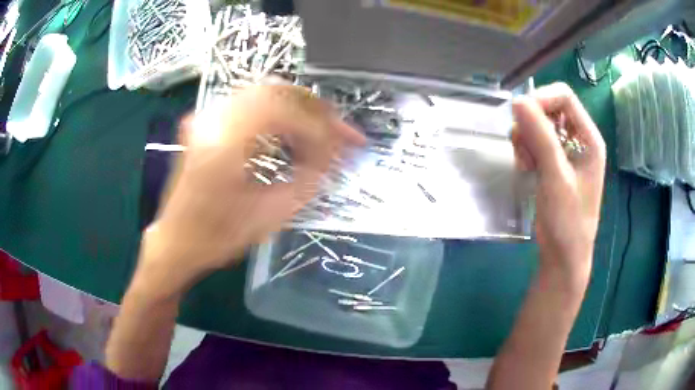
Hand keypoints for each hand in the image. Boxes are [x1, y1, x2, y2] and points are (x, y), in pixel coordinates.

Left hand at [137, 85, 364, 296]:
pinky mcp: (206, 122)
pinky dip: (277, 112)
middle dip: (314, 108)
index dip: (321, 128)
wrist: (175, 241)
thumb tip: (335, 158)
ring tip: (321, 131)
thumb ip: (306, 182)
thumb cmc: (216, 238)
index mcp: (224, 143)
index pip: (285, 112)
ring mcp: (207, 117)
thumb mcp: (267, 217)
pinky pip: (250, 103)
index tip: (343, 147)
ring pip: (263, 92)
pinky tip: (292, 133)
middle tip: (340, 130)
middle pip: (276, 90)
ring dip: (297, 108)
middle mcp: (213, 119)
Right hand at [511, 83, 605, 288]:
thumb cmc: (567, 221)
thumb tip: (518, 101)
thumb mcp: (556, 177)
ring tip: (526, 165)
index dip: (541, 99)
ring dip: (526, 138)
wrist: (563, 255)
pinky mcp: (554, 162)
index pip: (564, 97)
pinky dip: (525, 149)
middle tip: (523, 149)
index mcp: (588, 138)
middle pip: (549, 108)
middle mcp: (578, 139)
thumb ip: (540, 137)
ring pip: (538, 124)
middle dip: (531, 123)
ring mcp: (566, 150)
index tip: (521, 117)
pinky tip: (527, 169)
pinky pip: (534, 141)